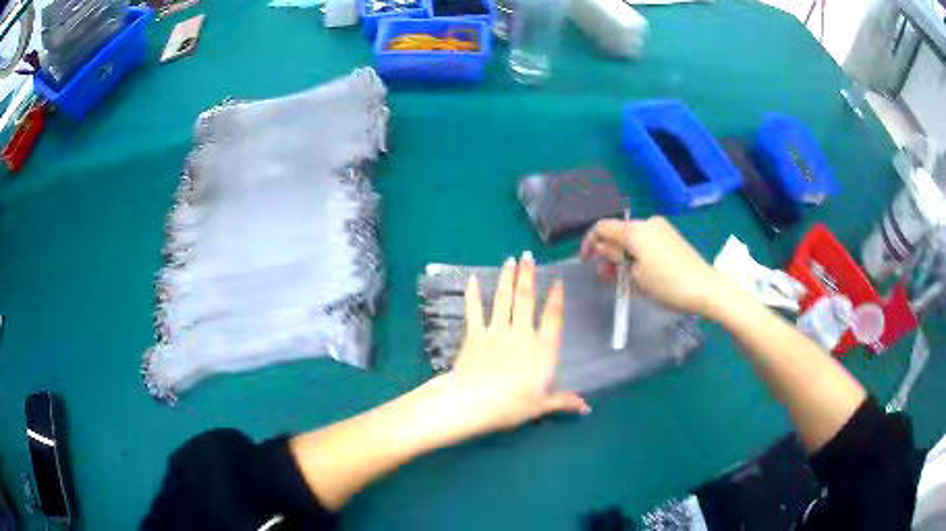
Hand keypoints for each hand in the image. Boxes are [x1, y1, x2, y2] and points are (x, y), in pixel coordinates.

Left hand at [427, 252, 589, 443]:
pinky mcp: (475, 334)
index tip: (557, 282)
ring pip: (503, 299)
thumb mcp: (542, 405)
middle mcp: (521, 333)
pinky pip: (475, 310)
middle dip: (527, 276)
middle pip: (526, 299)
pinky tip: (472, 279)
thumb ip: (564, 401)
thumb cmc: (513, 405)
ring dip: (507, 278)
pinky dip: (473, 294)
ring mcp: (497, 331)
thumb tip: (587, 407)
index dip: (556, 299)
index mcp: (542, 349)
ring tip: (510, 260)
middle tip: (527, 257)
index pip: (552, 318)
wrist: (475, 401)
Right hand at [580, 216, 726, 316]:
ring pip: (632, 239)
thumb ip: (614, 258)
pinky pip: (645, 242)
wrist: (705, 288)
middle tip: (605, 276)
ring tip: (621, 279)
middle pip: (618, 232)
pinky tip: (638, 273)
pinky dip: (636, 255)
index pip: (602, 227)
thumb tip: (603, 249)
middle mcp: (647, 223)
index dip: (589, 243)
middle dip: (607, 252)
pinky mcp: (671, 238)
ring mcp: (661, 229)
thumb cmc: (668, 284)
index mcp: (635, 230)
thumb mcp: (635, 276)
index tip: (586, 262)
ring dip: (622, 256)